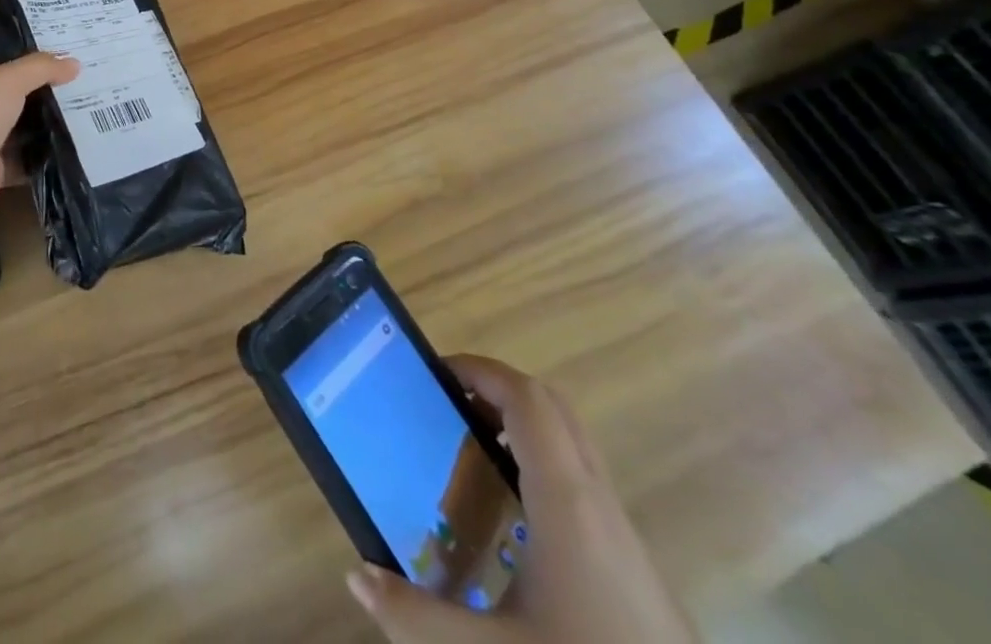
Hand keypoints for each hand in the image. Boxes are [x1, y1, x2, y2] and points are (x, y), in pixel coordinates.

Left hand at [0, 0, 79, 223]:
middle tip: (47, 53)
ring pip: (5, 119)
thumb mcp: (6, 81)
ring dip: (30, 112)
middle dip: (11, 69)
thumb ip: (39, 69)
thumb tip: (73, 63)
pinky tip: (65, 141)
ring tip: (66, 95)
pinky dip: (38, 152)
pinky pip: (18, 156)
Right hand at [346, 356, 694, 643]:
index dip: (480, 371)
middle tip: (446, 403)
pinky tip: (511, 514)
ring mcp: (623, 532)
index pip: (526, 399)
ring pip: (572, 441)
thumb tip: (355, 576)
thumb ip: (419, 619)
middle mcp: (599, 502)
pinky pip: (582, 477)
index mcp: (567, 503)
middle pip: (551, 407)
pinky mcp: (634, 563)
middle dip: (496, 388)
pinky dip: (540, 462)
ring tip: (469, 448)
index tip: (434, 375)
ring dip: (520, 423)